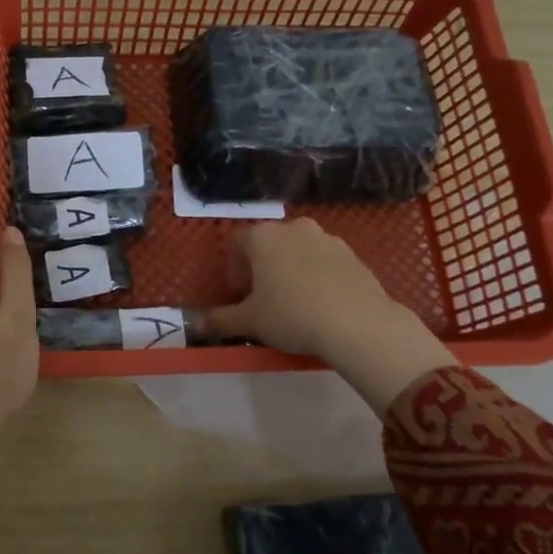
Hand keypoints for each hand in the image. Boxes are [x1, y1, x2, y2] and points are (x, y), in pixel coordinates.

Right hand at [202, 219, 456, 413]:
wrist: (357, 323)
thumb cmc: (292, 315)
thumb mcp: (250, 322)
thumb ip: (220, 320)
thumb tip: (194, 325)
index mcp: (263, 237)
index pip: (238, 241)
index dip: (234, 266)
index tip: (238, 292)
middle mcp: (294, 228)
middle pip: (270, 242)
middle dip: (263, 265)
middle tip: (263, 296)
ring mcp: (328, 238)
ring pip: (300, 250)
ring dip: (292, 268)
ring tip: (294, 301)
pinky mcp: (354, 254)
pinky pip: (326, 261)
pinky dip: (318, 275)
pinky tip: (322, 303)